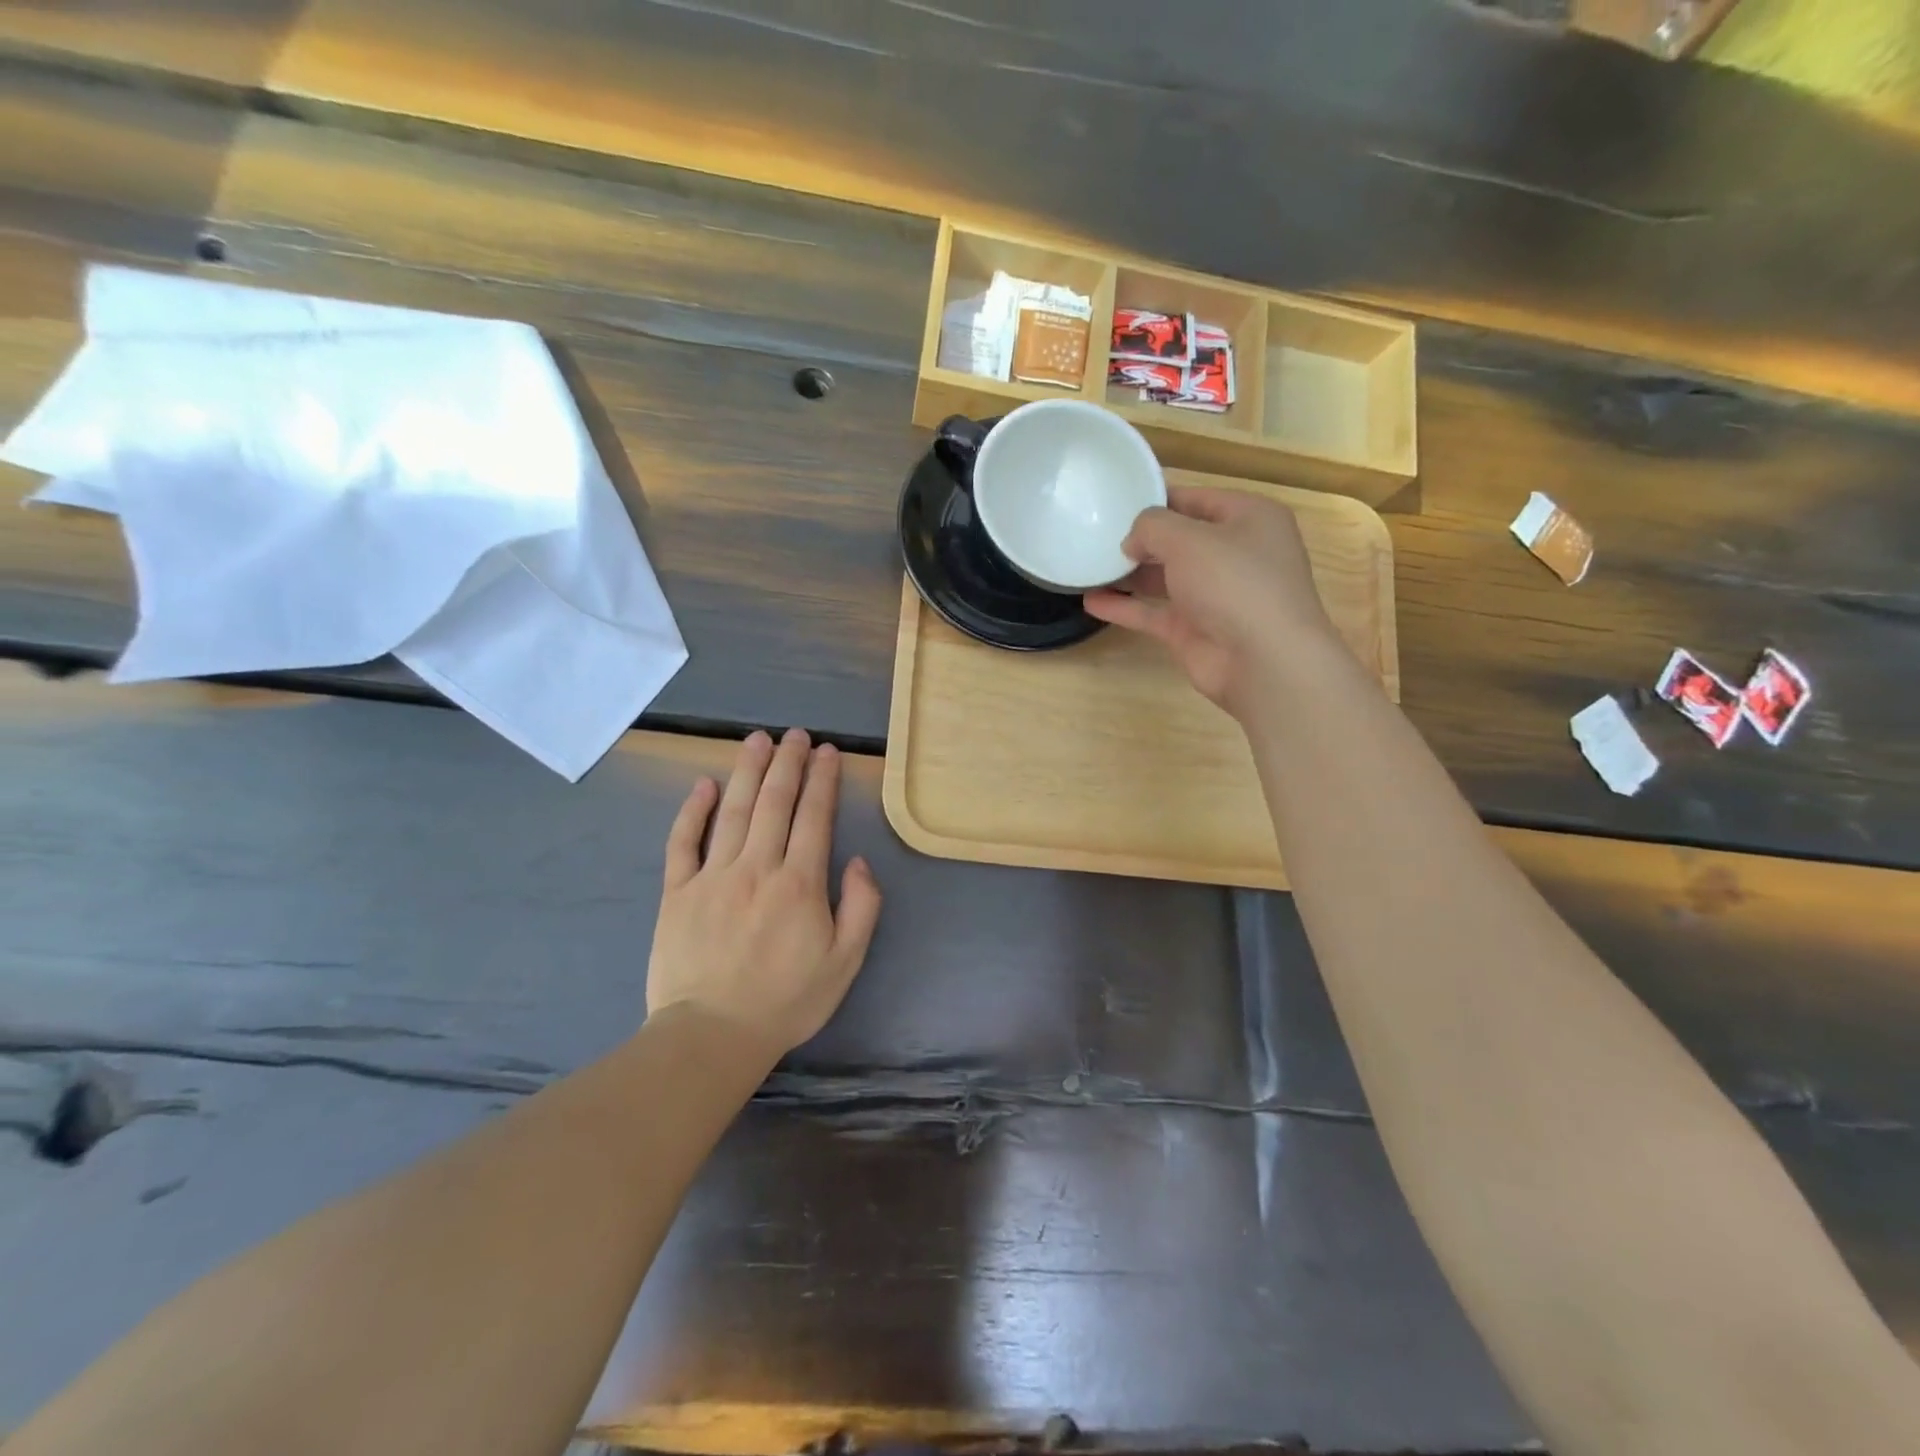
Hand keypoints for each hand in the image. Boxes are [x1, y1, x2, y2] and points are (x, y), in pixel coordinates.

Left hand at [647, 729, 882, 1058]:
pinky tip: (704, 784)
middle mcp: (757, 867)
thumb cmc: (786, 1000)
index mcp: (799, 883)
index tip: (827, 752)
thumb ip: (862, 907)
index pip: (814, 817)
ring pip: (732, 811)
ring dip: (747, 771)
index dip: (822, 780)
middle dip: (788, 763)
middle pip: (774, 802)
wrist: (712, 1035)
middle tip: (795, 735)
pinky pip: (682, 842)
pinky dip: (692, 810)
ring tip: (757, 740)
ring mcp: (712, 876)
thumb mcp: (845, 962)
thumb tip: (858, 861)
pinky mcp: (677, 892)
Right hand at [1085, 486, 1340, 717]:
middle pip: (1179, 540)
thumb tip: (1132, 541)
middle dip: (1140, 539)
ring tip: (1087, 566)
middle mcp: (1234, 554)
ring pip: (1164, 578)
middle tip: (1096, 536)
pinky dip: (1125, 607)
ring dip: (1128, 574)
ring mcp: (1214, 596)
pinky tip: (1091, 601)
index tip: (1116, 502)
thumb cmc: (1234, 582)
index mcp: (1249, 519)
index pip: (1196, 499)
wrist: (1264, 660)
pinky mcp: (1194, 630)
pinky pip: (1154, 612)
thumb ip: (1152, 527)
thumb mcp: (1189, 538)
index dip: (1157, 499)